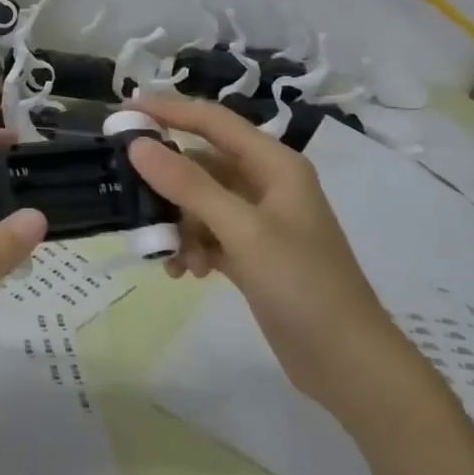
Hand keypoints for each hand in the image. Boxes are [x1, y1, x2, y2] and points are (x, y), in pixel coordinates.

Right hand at [128, 96, 417, 415]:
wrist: (348, 364)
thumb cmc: (303, 286)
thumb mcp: (243, 231)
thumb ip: (189, 186)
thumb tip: (138, 145)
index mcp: (274, 164)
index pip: (213, 121)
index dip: (169, 110)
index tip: (125, 109)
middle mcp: (266, 184)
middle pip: (202, 164)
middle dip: (168, 182)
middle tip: (128, 190)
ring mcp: (259, 221)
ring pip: (200, 203)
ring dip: (179, 224)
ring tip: (170, 255)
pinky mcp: (252, 254)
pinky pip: (208, 235)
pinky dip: (193, 247)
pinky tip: (188, 273)